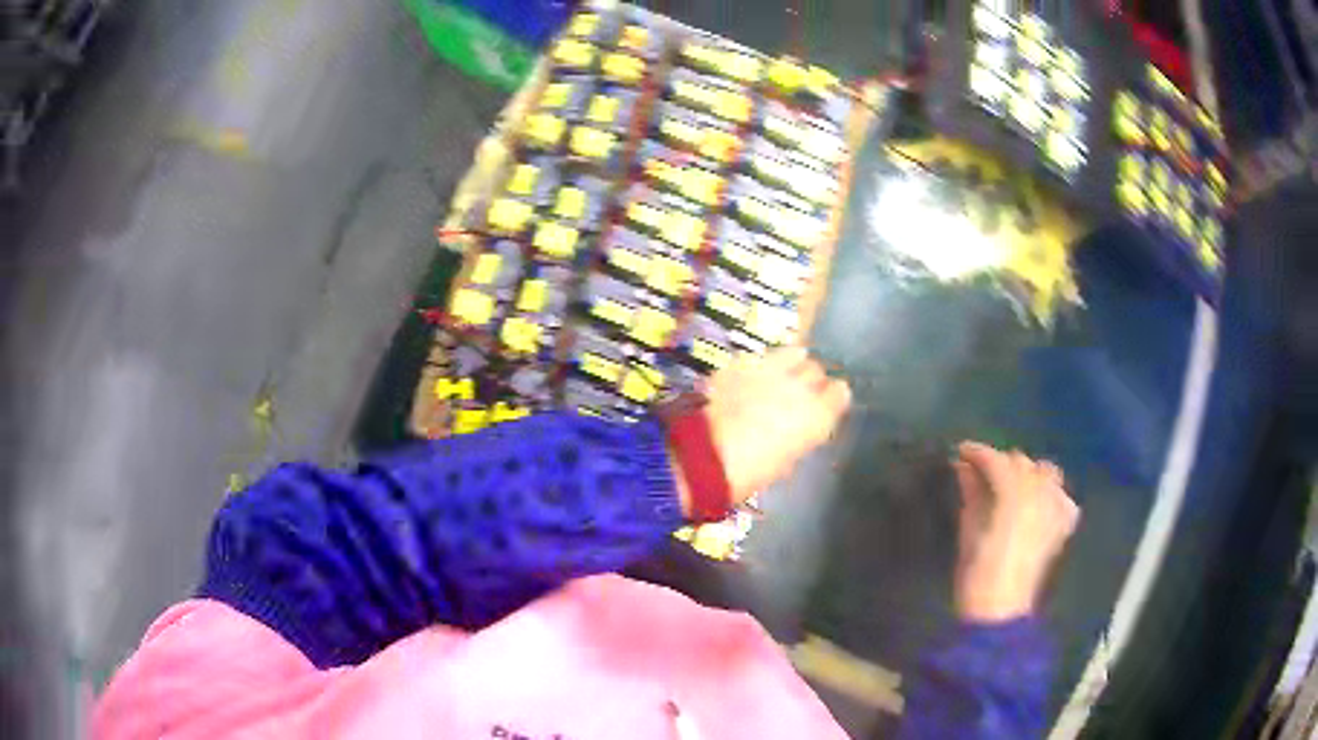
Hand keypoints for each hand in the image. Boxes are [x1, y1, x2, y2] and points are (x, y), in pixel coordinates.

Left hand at [701, 346, 851, 505]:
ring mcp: (771, 369)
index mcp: (818, 415)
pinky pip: (760, 357)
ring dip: (790, 363)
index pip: (841, 392)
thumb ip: (799, 438)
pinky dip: (758, 366)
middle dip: (810, 379)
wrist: (707, 454)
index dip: (831, 397)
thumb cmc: (751, 472)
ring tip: (778, 375)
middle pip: (816, 369)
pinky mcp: (743, 361)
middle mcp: (801, 386)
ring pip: (793, 352)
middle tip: (797, 392)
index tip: (824, 403)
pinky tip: (747, 378)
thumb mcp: (786, 461)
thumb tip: (796, 432)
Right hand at [952, 442, 1079, 621]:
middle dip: (1002, 463)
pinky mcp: (1062, 527)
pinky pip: (1062, 498)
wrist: (1000, 612)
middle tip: (980, 473)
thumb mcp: (969, 531)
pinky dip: (1050, 494)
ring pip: (1047, 474)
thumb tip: (964, 466)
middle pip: (1023, 464)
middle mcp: (1042, 494)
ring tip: (1009, 487)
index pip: (998, 461)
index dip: (978, 453)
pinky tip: (1037, 504)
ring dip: (1027, 475)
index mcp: (1014, 494)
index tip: (961, 452)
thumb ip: (971, 494)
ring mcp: (1057, 509)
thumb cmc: (976, 574)